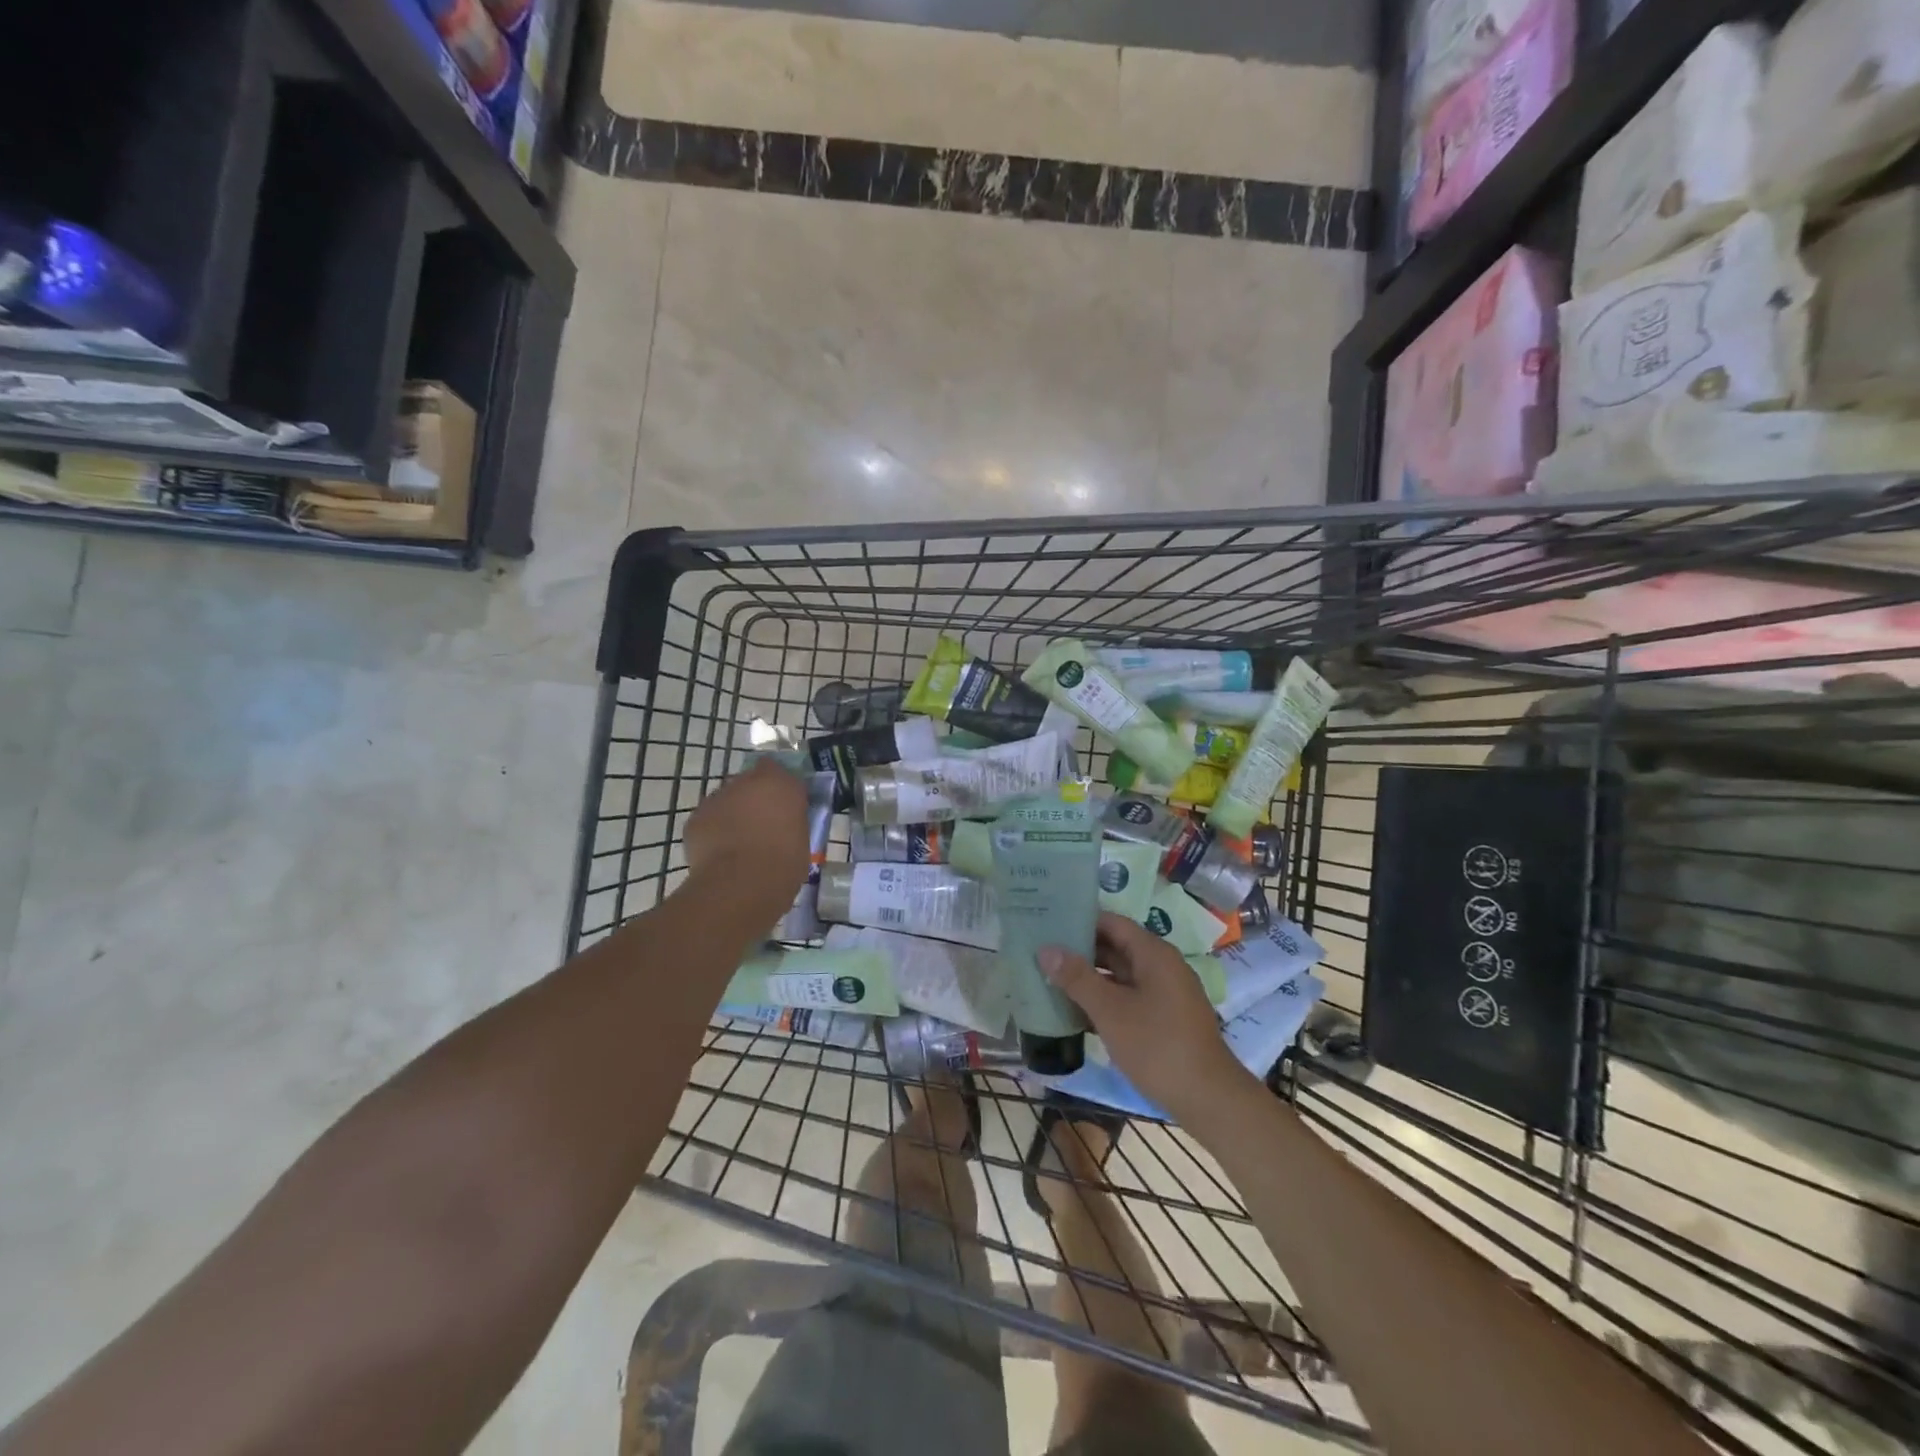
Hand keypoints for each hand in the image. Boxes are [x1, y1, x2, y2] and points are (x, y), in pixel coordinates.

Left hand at [685, 761, 811, 914]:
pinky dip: (714, 831)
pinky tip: (720, 855)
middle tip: (762, 825)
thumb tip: (785, 821)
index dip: (778, 785)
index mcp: (779, 783)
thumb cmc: (784, 863)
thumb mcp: (802, 837)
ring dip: (733, 814)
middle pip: (750, 782)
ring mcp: (717, 798)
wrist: (741, 884)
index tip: (784, 804)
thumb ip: (792, 819)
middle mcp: (746, 782)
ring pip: (727, 800)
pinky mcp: (695, 818)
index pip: (778, 769)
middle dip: (754, 798)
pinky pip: (709, 820)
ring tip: (739, 844)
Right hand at [1039, 913, 1255, 1124]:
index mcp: (1154, 953)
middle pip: (1116, 946)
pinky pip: (1129, 996)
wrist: (1208, 1099)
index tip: (1048, 923)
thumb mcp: (1110, 1011)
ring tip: (1051, 979)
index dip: (1080, 920)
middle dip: (1080, 950)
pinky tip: (1077, 1011)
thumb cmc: (1157, 1046)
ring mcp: (1166, 993)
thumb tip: (1046, 949)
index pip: (1111, 922)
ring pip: (1121, 975)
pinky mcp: (1166, 1018)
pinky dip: (1105, 999)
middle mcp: (1162, 966)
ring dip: (1090, 978)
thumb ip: (1077, 978)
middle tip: (1042, 953)